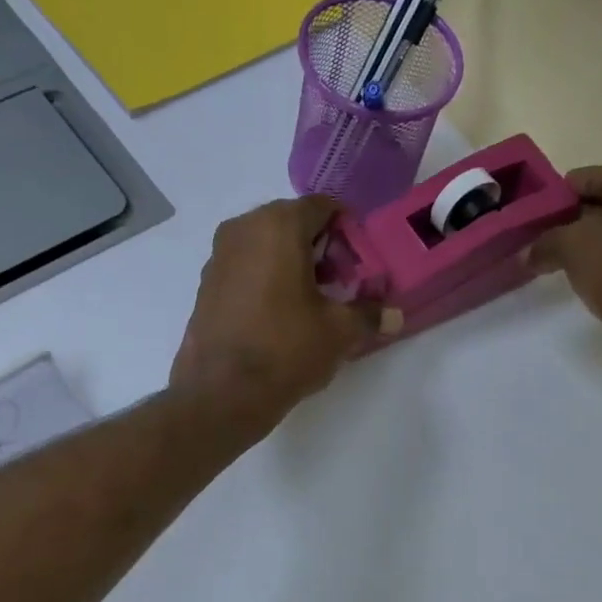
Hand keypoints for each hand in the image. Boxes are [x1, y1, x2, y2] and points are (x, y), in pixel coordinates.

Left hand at [171, 196, 377, 432]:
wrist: (223, 393)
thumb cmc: (286, 350)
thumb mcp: (339, 332)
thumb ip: (369, 315)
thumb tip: (395, 316)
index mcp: (278, 225)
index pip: (323, 208)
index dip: (348, 232)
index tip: (360, 264)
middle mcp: (242, 228)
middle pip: (292, 224)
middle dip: (320, 249)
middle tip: (339, 285)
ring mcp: (218, 256)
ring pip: (266, 246)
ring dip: (292, 265)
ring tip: (311, 304)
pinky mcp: (206, 286)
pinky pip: (245, 269)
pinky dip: (266, 280)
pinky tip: (279, 316)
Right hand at [532, 166, 601, 408]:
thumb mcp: (579, 245)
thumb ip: (548, 242)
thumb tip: (527, 253)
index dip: (575, 183)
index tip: (542, 196)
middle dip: (575, 219)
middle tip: (535, 229)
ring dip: (585, 254)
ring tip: (546, 260)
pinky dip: (596, 281)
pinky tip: (572, 288)